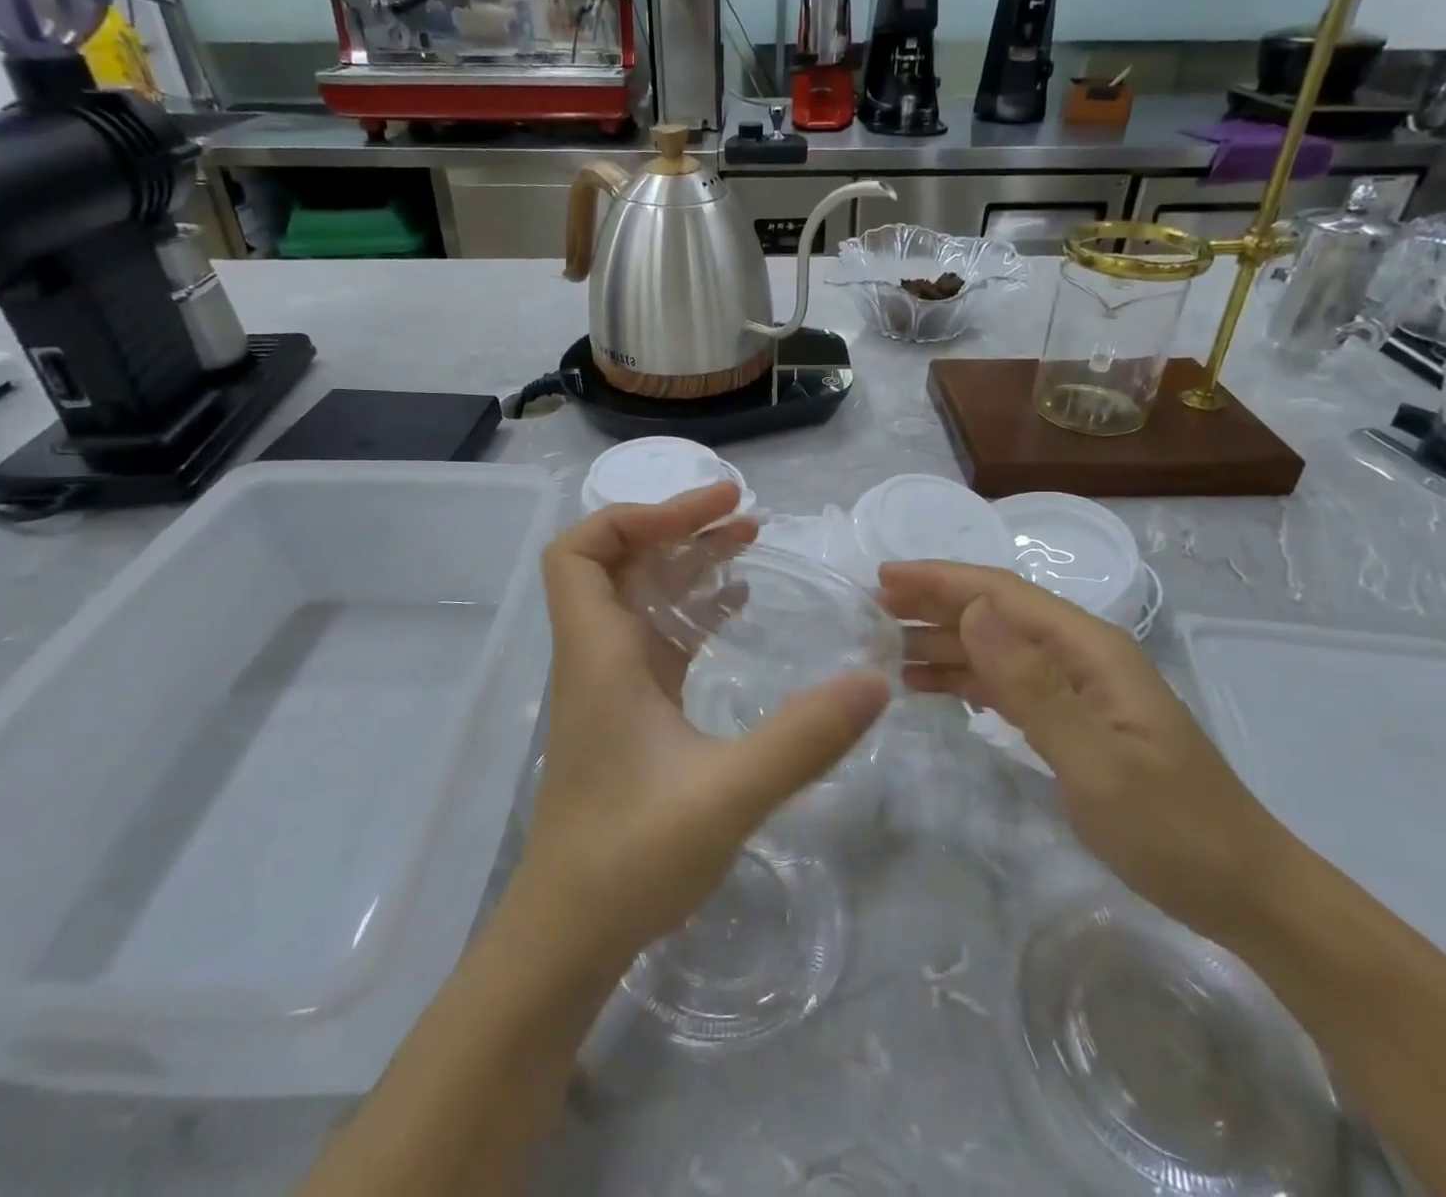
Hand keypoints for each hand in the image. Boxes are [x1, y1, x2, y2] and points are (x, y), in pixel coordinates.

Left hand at [520, 483, 890, 972]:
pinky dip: (694, 609)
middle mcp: (598, 656)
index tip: (705, 513)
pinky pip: (658, 636)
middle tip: (744, 511)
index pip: (580, 552)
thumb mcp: (727, 795)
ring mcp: (613, 683)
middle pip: (617, 561)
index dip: (633, 516)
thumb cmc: (630, 858)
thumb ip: (802, 739)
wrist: (570, 934)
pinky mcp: (631, 710)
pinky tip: (737, 608)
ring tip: (749, 540)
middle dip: (675, 526)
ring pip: (639, 596)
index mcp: (600, 655)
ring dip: (687, 563)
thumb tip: (875, 681)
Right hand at [879, 560, 1283, 938]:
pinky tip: (927, 685)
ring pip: (994, 647)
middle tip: (871, 610)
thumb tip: (973, 611)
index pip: (1002, 594)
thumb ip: (1032, 685)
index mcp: (1089, 648)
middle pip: (995, 612)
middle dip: (933, 604)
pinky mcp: (1070, 718)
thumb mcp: (1097, 761)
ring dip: (941, 642)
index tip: (884, 576)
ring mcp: (1076, 687)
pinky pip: (1004, 683)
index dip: (940, 580)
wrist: (1244, 893)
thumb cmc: (1173, 830)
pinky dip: (962, 678)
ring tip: (884, 648)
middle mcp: (1079, 655)